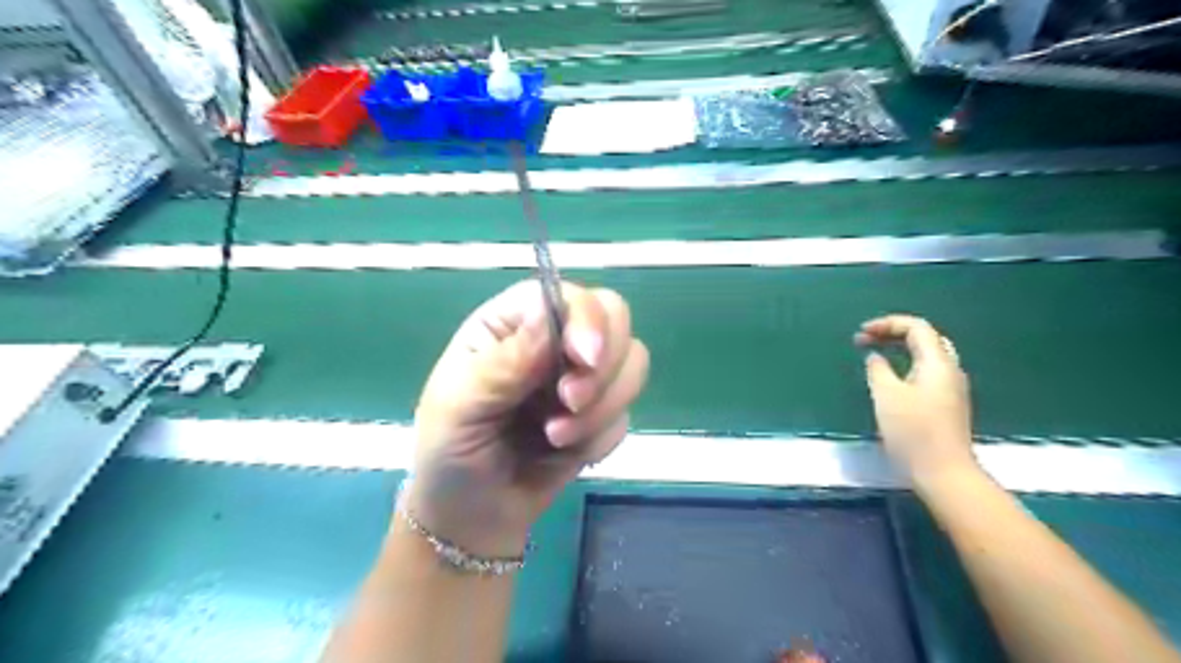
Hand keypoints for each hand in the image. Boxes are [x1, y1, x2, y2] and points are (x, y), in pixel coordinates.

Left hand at [408, 281, 645, 554]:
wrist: (471, 518)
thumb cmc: (450, 453)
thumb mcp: (459, 405)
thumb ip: (503, 361)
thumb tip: (548, 314)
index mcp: (512, 323)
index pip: (565, 295)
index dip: (585, 317)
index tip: (584, 358)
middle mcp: (552, 341)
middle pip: (614, 316)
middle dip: (603, 363)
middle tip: (570, 402)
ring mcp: (581, 376)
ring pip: (632, 363)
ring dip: (603, 407)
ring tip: (556, 437)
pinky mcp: (601, 415)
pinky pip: (626, 414)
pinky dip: (601, 437)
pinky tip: (565, 453)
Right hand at [860, 314, 978, 488]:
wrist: (943, 472)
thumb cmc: (913, 431)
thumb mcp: (886, 395)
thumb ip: (878, 370)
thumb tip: (875, 357)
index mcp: (938, 363)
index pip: (916, 327)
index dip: (887, 324)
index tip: (861, 333)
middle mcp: (950, 370)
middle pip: (925, 338)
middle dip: (894, 333)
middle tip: (867, 339)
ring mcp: (951, 388)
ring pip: (927, 355)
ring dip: (900, 349)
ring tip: (875, 353)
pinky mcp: (946, 404)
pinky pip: (926, 371)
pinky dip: (906, 364)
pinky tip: (891, 377)